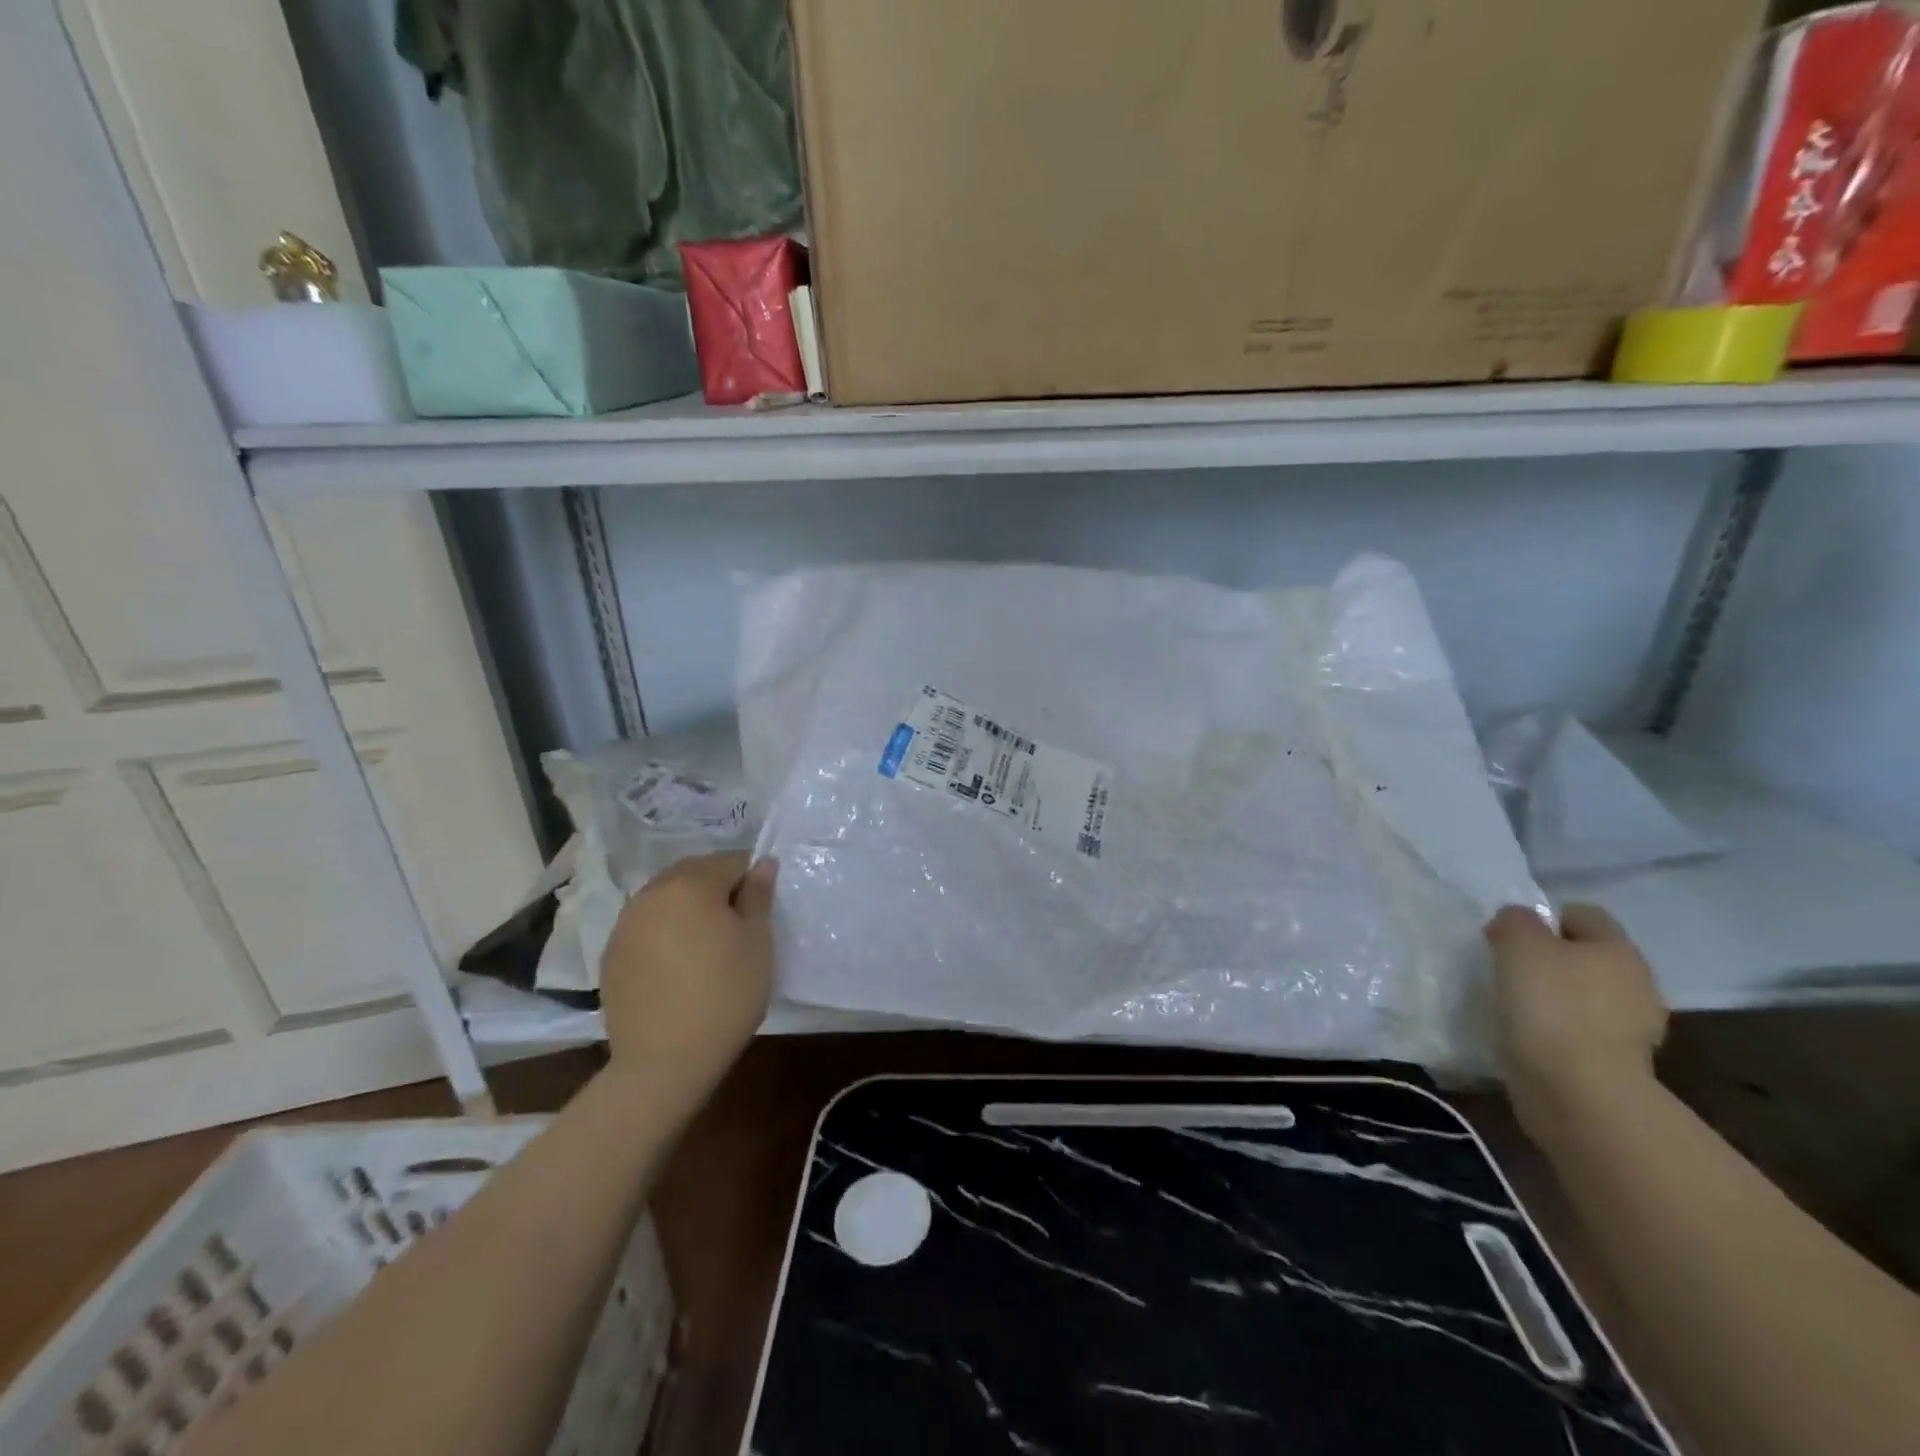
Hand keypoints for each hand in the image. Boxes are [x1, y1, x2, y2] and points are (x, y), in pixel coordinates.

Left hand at [598, 851, 776, 1100]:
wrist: (664, 1061)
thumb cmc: (725, 995)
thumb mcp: (757, 942)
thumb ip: (758, 896)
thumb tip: (763, 863)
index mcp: (691, 884)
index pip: (730, 862)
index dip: (751, 879)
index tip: (761, 909)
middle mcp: (652, 893)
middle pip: (692, 873)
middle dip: (716, 887)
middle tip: (737, 923)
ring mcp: (625, 924)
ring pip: (665, 898)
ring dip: (687, 907)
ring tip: (706, 943)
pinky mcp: (611, 954)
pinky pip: (645, 926)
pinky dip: (664, 931)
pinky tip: (677, 964)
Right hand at [1484, 903, 1668, 1146]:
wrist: (1578, 1090)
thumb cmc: (1550, 1004)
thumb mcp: (1518, 943)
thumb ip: (1515, 920)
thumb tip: (1517, 923)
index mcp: (1619, 949)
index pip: (1582, 914)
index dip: (1544, 918)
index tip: (1511, 937)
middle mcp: (1637, 983)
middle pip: (1586, 956)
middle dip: (1551, 959)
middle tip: (1509, 969)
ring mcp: (1632, 1027)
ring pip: (1584, 994)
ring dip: (1554, 996)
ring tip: (1516, 1005)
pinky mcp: (1616, 1062)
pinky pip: (1580, 1030)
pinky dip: (1556, 1029)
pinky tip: (1530, 1035)